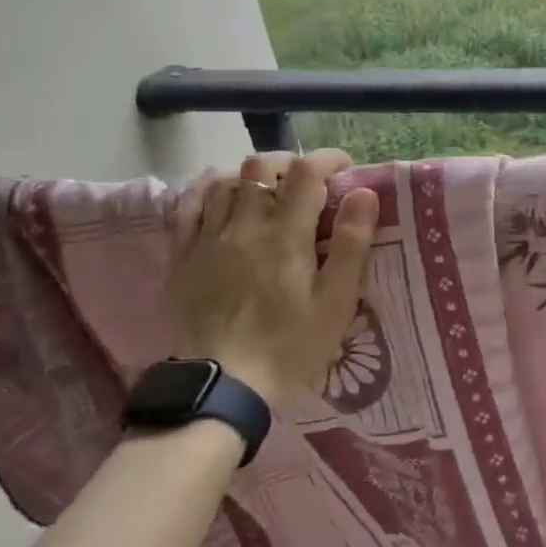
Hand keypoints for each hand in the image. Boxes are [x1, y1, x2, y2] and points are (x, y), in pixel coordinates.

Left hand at [166, 150, 379, 410]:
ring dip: (252, 177)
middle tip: (309, 185)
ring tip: (270, 192)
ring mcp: (207, 239)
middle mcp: (244, 226)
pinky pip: (188, 206)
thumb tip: (364, 193)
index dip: (327, 161)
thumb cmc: (292, 345)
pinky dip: (208, 189)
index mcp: (286, 236)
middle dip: (290, 165)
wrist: (224, 386)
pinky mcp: (182, 256)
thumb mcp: (336, 302)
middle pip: (261, 169)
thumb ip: (351, 244)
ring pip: (225, 181)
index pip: (306, 174)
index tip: (344, 168)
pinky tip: (222, 192)